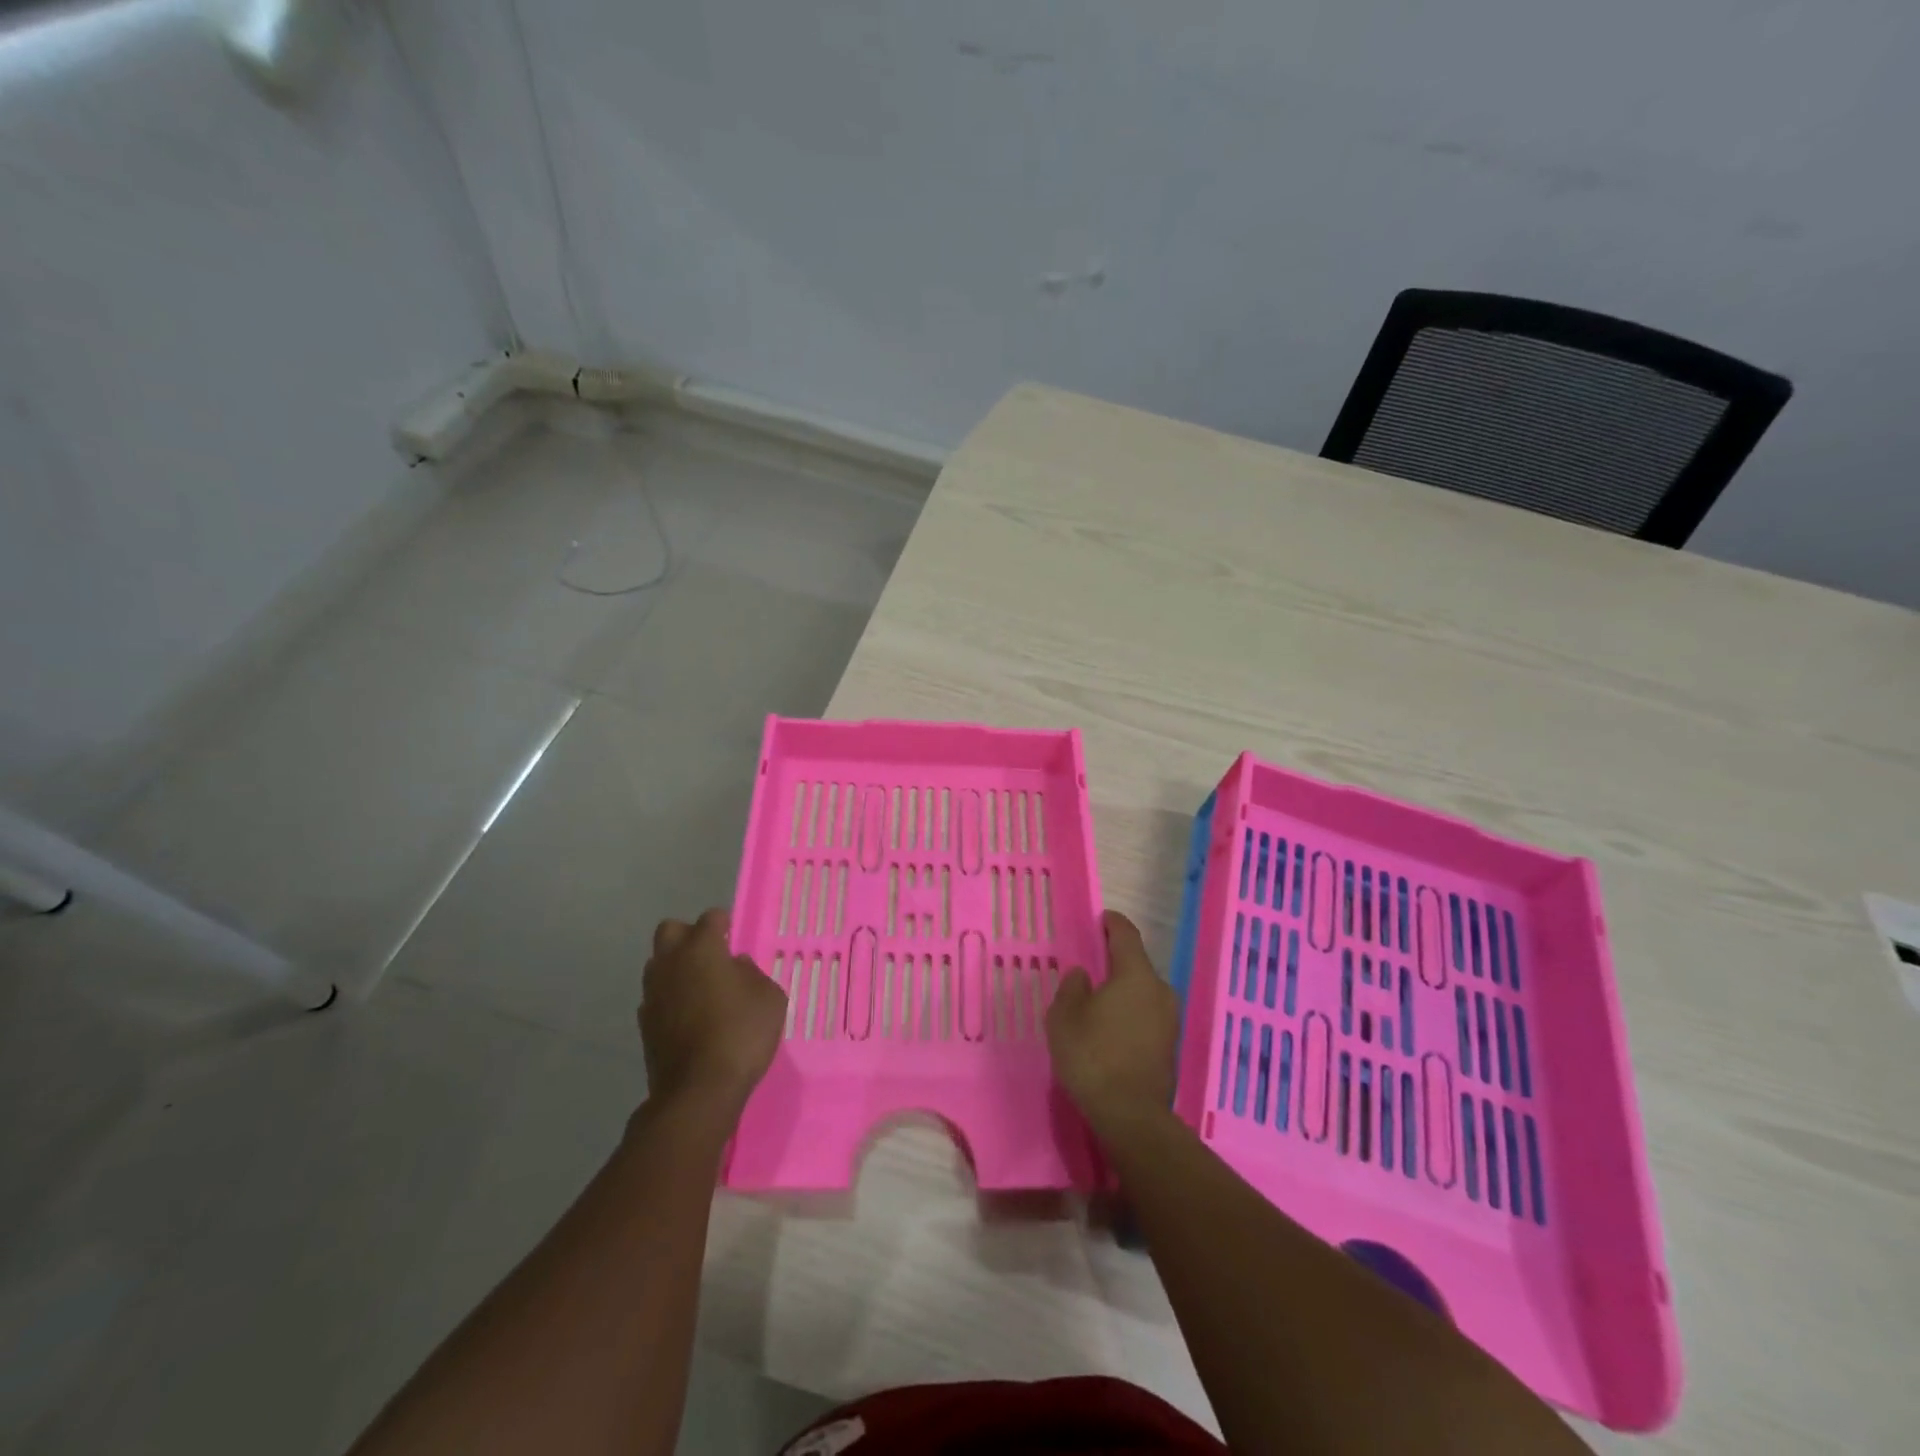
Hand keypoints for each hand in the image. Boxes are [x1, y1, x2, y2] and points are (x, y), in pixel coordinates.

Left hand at [640, 909, 785, 1118]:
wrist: (699, 1090)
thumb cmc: (742, 1033)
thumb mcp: (769, 997)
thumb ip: (752, 973)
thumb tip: (736, 966)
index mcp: (702, 948)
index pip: (710, 917)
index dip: (724, 923)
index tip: (734, 935)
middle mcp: (671, 963)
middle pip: (670, 930)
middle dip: (689, 935)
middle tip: (712, 954)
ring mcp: (653, 993)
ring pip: (658, 963)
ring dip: (676, 967)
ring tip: (701, 987)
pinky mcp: (644, 1024)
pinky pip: (656, 996)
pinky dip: (670, 997)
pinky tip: (690, 1015)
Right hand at [1046, 911, 1179, 1130]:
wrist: (1131, 1117)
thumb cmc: (1093, 1056)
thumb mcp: (1065, 1017)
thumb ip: (1072, 988)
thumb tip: (1083, 976)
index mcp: (1135, 975)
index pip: (1126, 935)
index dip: (1112, 924)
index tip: (1101, 919)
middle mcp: (1160, 990)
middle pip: (1137, 965)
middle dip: (1116, 962)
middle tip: (1091, 966)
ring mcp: (1170, 1020)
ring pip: (1143, 993)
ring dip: (1124, 992)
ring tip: (1098, 1002)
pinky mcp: (1170, 1047)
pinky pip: (1147, 1017)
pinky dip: (1131, 1015)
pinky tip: (1112, 1030)